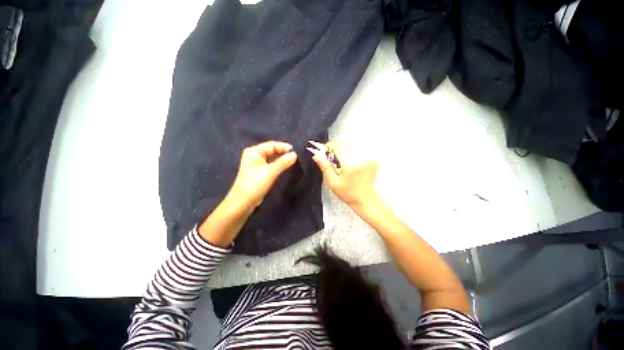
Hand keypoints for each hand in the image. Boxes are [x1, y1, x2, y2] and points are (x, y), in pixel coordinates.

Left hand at [227, 141, 297, 208]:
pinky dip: (278, 165)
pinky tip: (285, 166)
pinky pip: (270, 164)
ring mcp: (256, 164)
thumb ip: (283, 162)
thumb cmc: (255, 184)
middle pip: (272, 150)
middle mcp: (254, 155)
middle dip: (283, 152)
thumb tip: (295, 154)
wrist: (243, 202)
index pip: (272, 144)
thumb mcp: (271, 172)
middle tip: (296, 156)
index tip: (296, 151)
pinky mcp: (258, 171)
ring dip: (281, 159)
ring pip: (272, 158)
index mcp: (254, 151)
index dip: (284, 147)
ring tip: (293, 161)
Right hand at [310, 142, 379, 207]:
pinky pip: (361, 149)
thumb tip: (316, 155)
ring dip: (345, 148)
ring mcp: (369, 158)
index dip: (329, 146)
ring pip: (353, 145)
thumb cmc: (348, 193)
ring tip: (341, 158)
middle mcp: (361, 159)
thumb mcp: (333, 182)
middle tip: (332, 155)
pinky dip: (353, 151)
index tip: (325, 149)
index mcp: (349, 165)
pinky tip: (351, 159)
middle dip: (337, 147)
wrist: (365, 199)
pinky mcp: (373, 159)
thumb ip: (325, 167)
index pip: (337, 147)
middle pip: (345, 144)